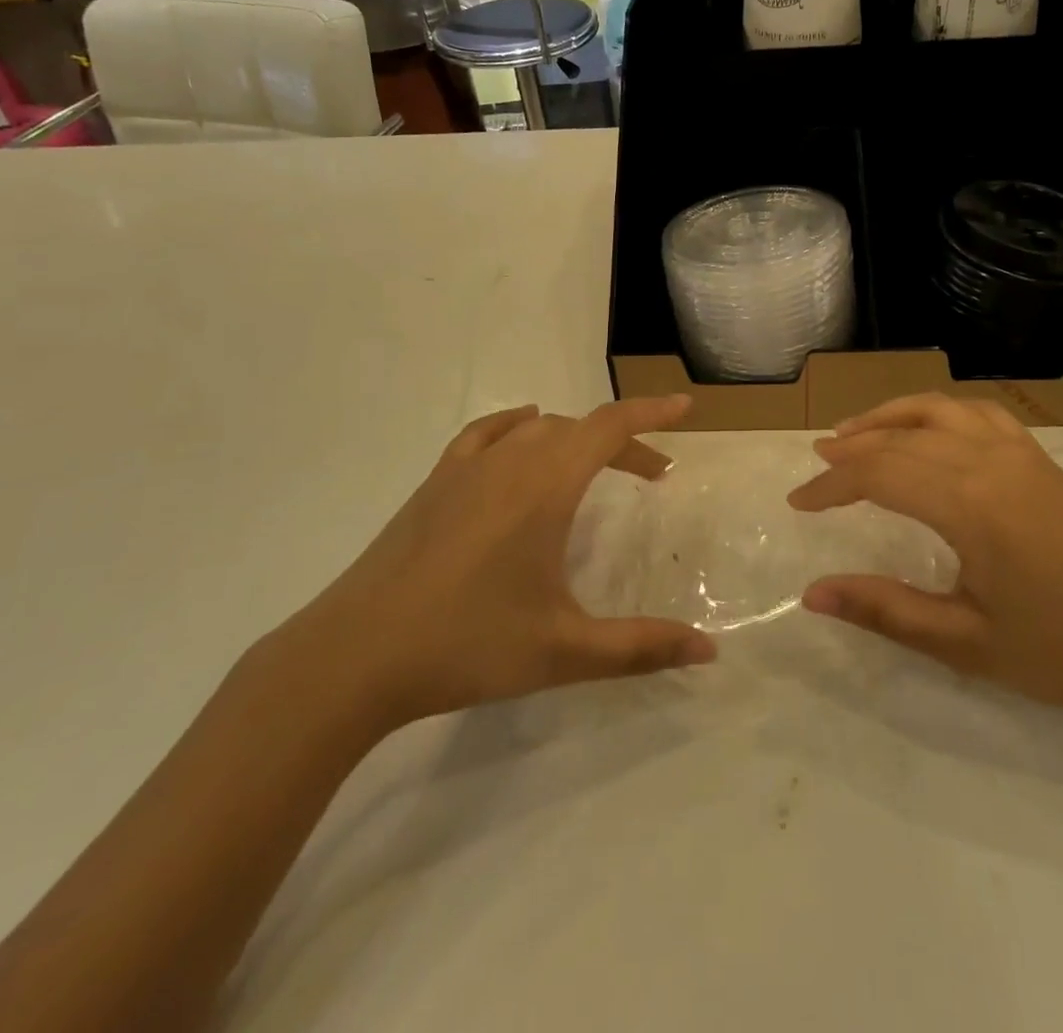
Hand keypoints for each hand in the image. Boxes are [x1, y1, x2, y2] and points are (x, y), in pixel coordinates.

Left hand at [288, 396, 715, 734]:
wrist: (354, 655)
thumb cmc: (467, 645)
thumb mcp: (565, 651)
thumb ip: (641, 647)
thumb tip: (708, 650)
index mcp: (545, 486)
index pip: (610, 427)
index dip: (652, 413)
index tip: (685, 408)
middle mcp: (509, 461)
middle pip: (579, 429)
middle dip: (623, 443)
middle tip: (652, 475)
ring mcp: (465, 468)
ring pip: (535, 429)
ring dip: (575, 439)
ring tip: (594, 468)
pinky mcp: (433, 484)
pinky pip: (486, 435)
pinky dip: (517, 427)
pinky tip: (520, 443)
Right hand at [789, 394, 1062, 724]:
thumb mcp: (966, 643)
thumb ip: (885, 610)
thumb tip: (812, 595)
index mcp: (969, 504)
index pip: (878, 474)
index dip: (831, 486)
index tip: (799, 503)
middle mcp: (990, 461)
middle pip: (900, 438)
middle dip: (851, 450)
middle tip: (816, 467)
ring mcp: (1020, 453)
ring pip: (938, 410)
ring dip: (889, 417)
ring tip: (856, 433)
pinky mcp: (1041, 458)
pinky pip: (979, 413)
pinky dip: (939, 411)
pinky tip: (928, 429)